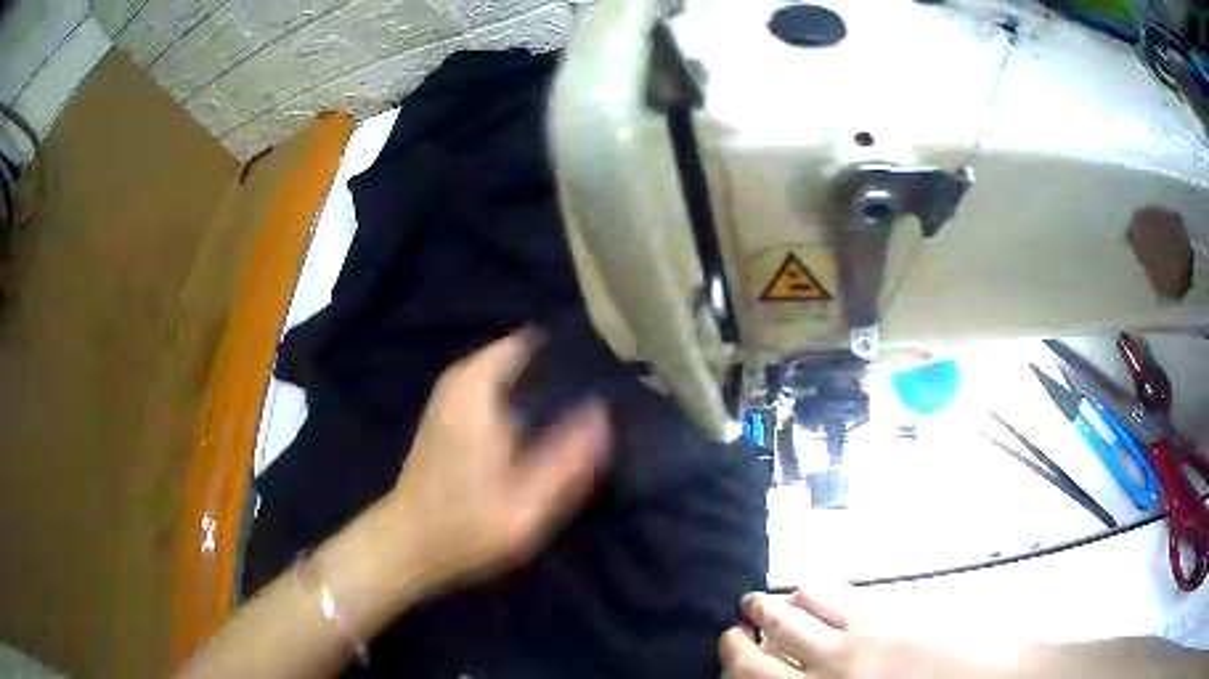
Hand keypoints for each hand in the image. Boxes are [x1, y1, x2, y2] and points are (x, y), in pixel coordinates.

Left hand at [383, 332, 610, 591]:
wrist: (408, 544)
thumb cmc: (466, 526)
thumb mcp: (528, 506)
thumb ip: (570, 460)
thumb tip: (602, 413)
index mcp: (477, 388)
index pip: (530, 341)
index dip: (568, 352)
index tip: (602, 369)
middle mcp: (461, 379)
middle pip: (521, 353)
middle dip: (557, 369)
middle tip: (596, 395)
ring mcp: (450, 394)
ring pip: (507, 370)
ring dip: (539, 384)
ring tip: (577, 409)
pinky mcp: (447, 413)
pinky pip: (493, 385)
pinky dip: (519, 396)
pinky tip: (541, 426)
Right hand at [720, 589, 999, 678]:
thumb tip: (793, 676)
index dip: (733, 665)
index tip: (728, 653)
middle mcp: (826, 675)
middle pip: (763, 653)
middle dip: (739, 637)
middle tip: (735, 626)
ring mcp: (854, 643)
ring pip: (795, 616)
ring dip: (771, 606)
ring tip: (760, 602)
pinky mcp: (883, 615)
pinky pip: (835, 596)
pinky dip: (811, 591)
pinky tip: (808, 592)